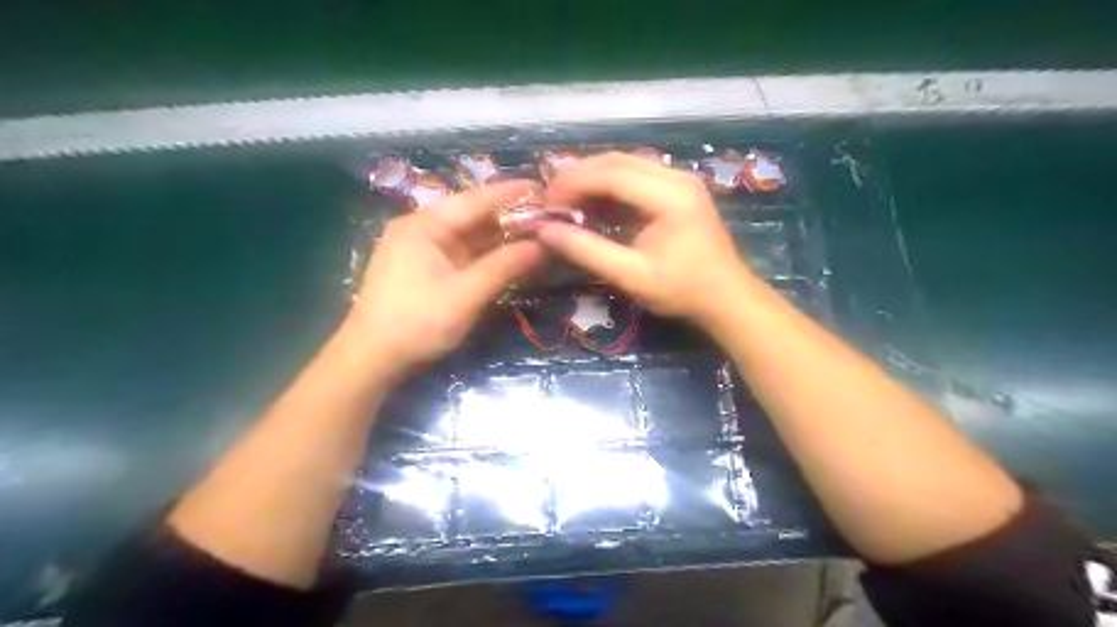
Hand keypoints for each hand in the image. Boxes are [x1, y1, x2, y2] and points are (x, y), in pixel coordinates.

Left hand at [348, 181, 542, 377]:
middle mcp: (422, 230)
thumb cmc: (418, 321)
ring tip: (538, 234)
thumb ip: (505, 266)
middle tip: (548, 216)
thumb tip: (543, 245)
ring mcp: (423, 251)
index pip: (475, 200)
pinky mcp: (427, 270)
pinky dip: (487, 256)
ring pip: (470, 237)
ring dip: (501, 238)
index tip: (545, 188)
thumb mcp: (466, 294)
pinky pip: (463, 255)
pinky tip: (512, 256)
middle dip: (510, 218)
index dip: (511, 194)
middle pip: (473, 217)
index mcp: (424, 225)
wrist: (372, 359)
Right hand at [540, 152, 754, 326]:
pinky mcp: (680, 188)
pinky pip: (638, 175)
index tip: (547, 202)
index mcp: (670, 196)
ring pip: (627, 164)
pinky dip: (611, 184)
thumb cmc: (682, 290)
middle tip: (552, 198)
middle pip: (618, 161)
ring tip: (567, 199)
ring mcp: (681, 179)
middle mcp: (677, 177)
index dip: (574, 183)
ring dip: (594, 177)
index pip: (612, 174)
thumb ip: (587, 251)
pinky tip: (594, 202)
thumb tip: (545, 232)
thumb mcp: (631, 276)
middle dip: (580, 175)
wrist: (727, 297)